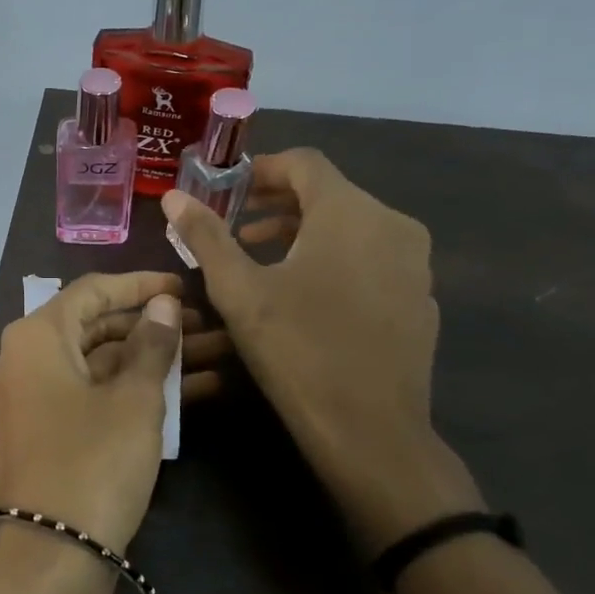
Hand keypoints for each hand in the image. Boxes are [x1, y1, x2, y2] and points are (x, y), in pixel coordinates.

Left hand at [0, 272, 182, 561]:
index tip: (184, 287)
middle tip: (205, 326)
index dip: (141, 285)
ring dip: (150, 360)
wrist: (48, 558)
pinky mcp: (44, 433)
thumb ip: (152, 346)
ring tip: (212, 355)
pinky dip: (131, 392)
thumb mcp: (134, 400)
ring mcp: (31, 399)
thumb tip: (163, 306)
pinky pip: (90, 396)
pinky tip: (190, 393)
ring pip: (98, 365)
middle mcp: (24, 360)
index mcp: (35, 337)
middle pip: (95, 327)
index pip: (92, 291)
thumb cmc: (93, 463)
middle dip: (152, 326)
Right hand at [163, 150, 482, 551]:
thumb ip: (206, 236)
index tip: (227, 192)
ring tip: (261, 260)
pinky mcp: (421, 297)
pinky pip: (372, 257)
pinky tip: (306, 295)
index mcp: (350, 212)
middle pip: (329, 193)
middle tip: (235, 229)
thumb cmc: (297, 349)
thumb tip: (173, 196)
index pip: (305, 163)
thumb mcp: (239, 290)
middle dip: (277, 204)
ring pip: (352, 226)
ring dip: (303, 232)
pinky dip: (335, 258)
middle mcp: (393, 225)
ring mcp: (415, 263)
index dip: (262, 169)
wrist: (371, 431)